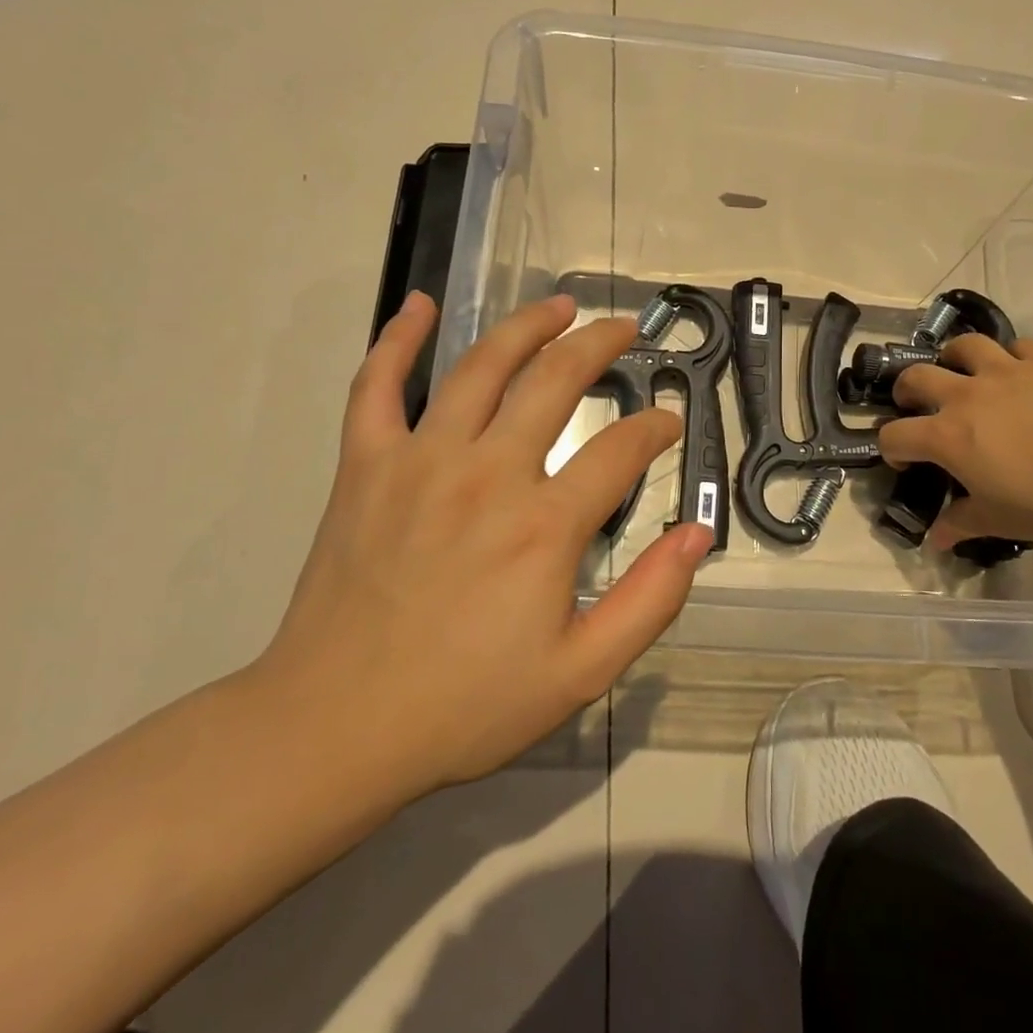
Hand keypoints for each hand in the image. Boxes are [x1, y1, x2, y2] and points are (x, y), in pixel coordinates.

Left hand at [250, 292, 709, 814]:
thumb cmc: (465, 705)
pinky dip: (399, 339)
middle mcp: (488, 473)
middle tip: (625, 330)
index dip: (656, 428)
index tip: (669, 423)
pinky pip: (377, 385)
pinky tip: (421, 304)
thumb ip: (650, 601)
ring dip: (527, 326)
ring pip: (481, 367)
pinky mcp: (366, 465)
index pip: (622, 448)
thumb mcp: (580, 672)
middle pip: (557, 380)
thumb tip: (697, 535)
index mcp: (544, 524)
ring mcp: (421, 460)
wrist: (335, 728)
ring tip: (560, 306)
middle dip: (600, 346)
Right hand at [878, 334, 1032, 549]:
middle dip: (906, 390)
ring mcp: (1007, 372)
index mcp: (947, 436)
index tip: (906, 461)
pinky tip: (1019, 371)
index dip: (891, 448)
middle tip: (916, 404)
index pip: (895, 435)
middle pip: (916, 377)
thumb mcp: (999, 521)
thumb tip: (936, 539)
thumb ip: (961, 523)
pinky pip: (1020, 346)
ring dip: (953, 357)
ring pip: (965, 346)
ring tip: (960, 371)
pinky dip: (1012, 356)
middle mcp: (967, 395)